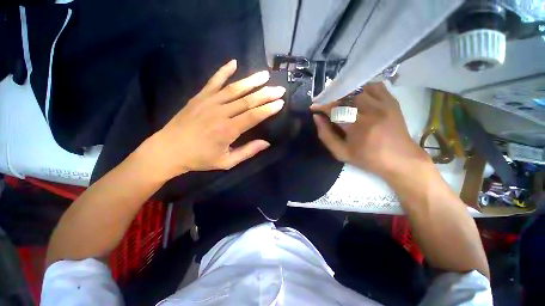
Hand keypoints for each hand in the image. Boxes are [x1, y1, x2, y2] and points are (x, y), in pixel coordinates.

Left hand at [143, 60, 284, 179]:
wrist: (168, 150)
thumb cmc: (199, 158)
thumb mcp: (226, 162)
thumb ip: (247, 151)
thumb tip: (266, 143)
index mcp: (228, 130)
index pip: (253, 116)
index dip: (268, 109)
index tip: (280, 102)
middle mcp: (220, 113)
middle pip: (248, 100)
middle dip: (266, 94)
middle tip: (279, 88)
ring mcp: (209, 102)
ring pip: (234, 89)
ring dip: (251, 81)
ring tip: (265, 75)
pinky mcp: (199, 97)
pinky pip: (213, 81)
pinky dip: (223, 71)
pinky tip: (234, 63)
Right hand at [311, 83, 429, 179]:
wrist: (401, 159)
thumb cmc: (368, 159)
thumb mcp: (341, 153)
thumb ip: (326, 135)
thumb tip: (317, 118)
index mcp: (357, 127)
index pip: (334, 109)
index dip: (322, 106)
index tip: (314, 106)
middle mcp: (371, 111)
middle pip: (346, 96)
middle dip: (332, 99)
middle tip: (326, 104)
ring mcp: (383, 104)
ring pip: (359, 89)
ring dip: (345, 93)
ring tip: (339, 101)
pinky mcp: (392, 101)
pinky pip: (375, 86)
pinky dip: (362, 88)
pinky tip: (357, 96)